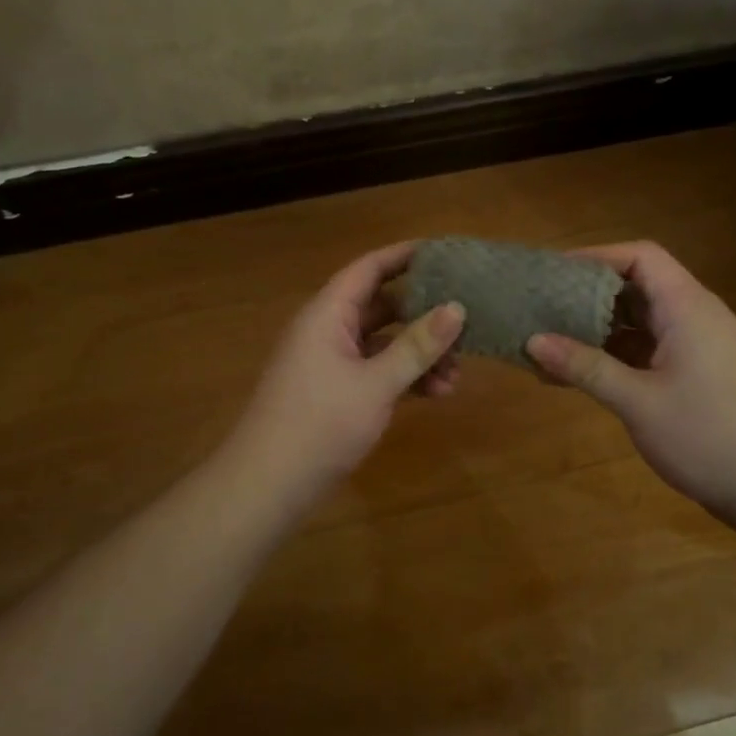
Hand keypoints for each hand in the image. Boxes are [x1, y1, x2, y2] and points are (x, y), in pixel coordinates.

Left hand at [227, 242, 463, 504]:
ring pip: (383, 343)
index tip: (447, 253)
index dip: (406, 256)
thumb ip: (417, 346)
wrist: (270, 482)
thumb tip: (457, 308)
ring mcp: (331, 361)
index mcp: (328, 314)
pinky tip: (436, 394)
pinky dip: (404, 378)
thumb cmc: (321, 423)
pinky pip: (376, 370)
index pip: (370, 268)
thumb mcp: (376, 384)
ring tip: (457, 376)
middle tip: (465, 321)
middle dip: (424, 316)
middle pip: (382, 306)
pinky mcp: (336, 391)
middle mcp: (328, 329)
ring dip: (419, 355)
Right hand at [526, 241, 735, 517]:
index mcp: (687, 308)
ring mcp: (701, 349)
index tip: (553, 274)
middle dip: (589, 297)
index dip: (596, 257)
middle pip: (639, 288)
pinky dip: (617, 358)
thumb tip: (533, 341)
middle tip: (542, 310)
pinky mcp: (701, 377)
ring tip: (551, 345)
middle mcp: (696, 318)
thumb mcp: (638, 402)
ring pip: (643, 324)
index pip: (641, 257)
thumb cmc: (708, 436)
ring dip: (600, 332)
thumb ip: (585, 368)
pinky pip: (652, 352)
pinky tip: (582, 377)